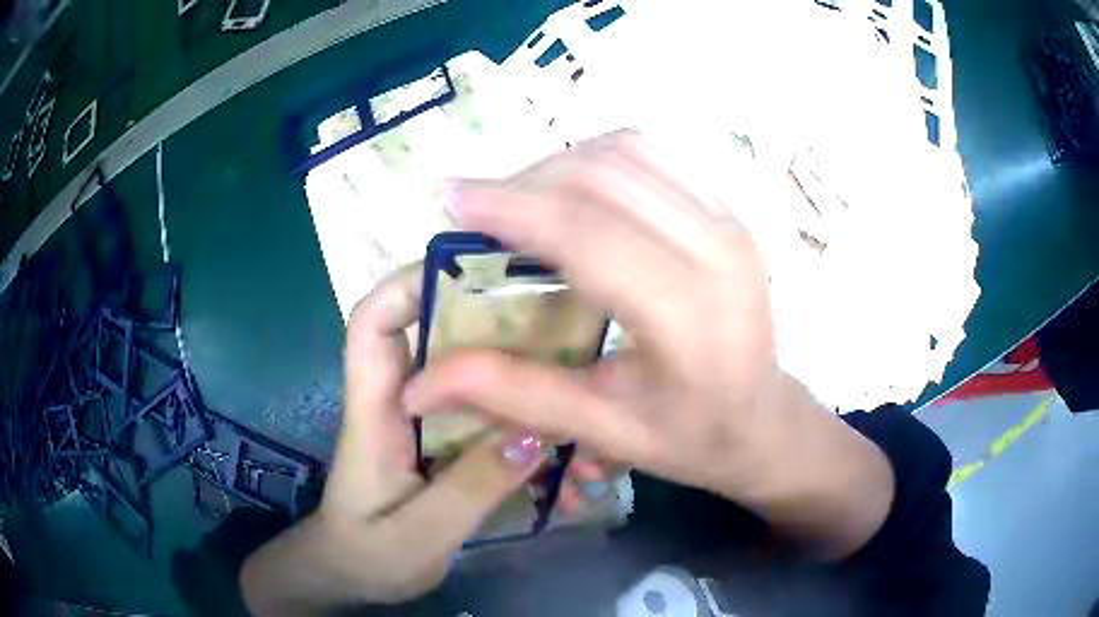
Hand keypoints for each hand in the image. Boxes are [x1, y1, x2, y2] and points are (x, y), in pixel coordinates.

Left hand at [241, 264, 546, 614]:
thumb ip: (471, 488)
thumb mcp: (419, 535)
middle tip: (545, 308)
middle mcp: (396, 402)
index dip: (408, 285)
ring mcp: (421, 422)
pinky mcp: (441, 442)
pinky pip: (478, 406)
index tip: (470, 270)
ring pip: (459, 367)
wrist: (352, 577)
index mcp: (373, 412)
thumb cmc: (368, 555)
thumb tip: (535, 431)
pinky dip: (511, 400)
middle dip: (478, 309)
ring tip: (562, 355)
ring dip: (504, 355)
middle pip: (426, 331)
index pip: (372, 325)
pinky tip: (552, 414)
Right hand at [403, 131, 893, 557]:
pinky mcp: (727, 208)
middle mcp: (717, 251)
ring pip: (627, 151)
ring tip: (518, 199)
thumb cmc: (692, 438)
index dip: (511, 209)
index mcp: (690, 318)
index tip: (451, 199)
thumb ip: (515, 395)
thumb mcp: (604, 429)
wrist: (764, 419)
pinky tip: (572, 189)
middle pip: (604, 178)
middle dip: (525, 181)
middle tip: (476, 209)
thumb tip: (420, 384)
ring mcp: (729, 219)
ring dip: (560, 162)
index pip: (588, 235)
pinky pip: (653, 154)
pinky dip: (599, 157)